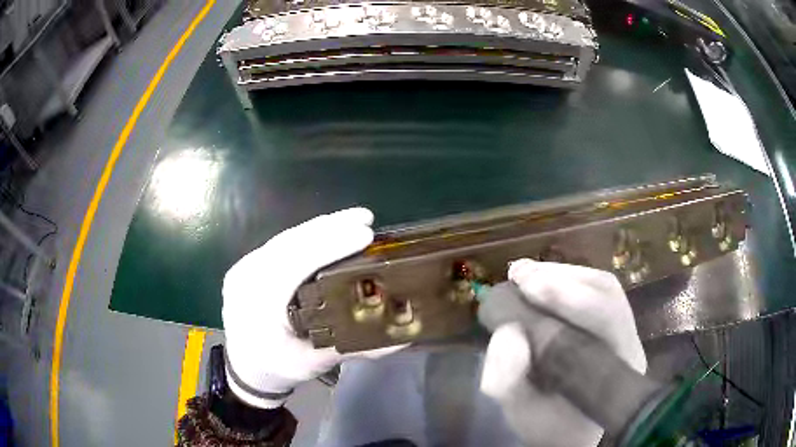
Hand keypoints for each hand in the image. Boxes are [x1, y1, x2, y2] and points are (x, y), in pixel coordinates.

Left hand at [222, 207, 400, 408]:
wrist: (246, 367)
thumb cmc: (277, 368)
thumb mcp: (314, 363)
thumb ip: (353, 346)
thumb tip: (400, 339)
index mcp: (259, 302)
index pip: (295, 263)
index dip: (330, 245)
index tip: (365, 234)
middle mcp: (248, 276)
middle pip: (291, 242)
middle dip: (330, 227)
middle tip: (366, 218)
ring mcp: (246, 266)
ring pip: (286, 238)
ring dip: (321, 226)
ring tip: (355, 219)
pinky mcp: (251, 264)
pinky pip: (281, 243)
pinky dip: (308, 234)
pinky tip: (329, 230)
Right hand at [480, 259, 646, 446]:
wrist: (570, 429)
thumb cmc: (550, 425)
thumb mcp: (523, 414)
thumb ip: (509, 382)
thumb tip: (508, 333)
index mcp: (615, 372)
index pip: (607, 320)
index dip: (571, 299)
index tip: (527, 288)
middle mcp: (628, 341)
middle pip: (607, 293)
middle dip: (561, 279)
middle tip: (519, 275)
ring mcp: (624, 329)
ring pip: (602, 286)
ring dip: (560, 274)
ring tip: (523, 274)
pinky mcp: (611, 321)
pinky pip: (594, 289)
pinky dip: (563, 279)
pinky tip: (537, 279)